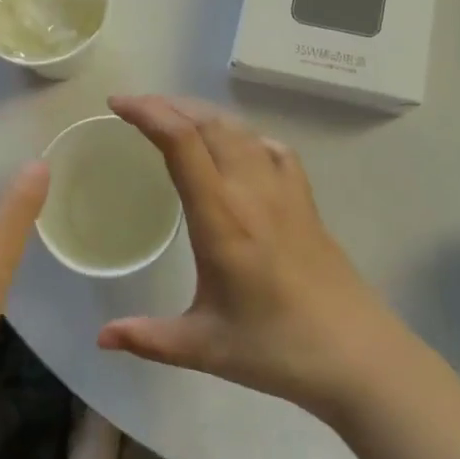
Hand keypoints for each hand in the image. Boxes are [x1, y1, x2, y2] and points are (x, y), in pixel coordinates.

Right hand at [96, 96, 397, 414]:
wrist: (357, 354)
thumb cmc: (278, 349)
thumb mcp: (205, 347)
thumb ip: (149, 338)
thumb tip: (102, 337)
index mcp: (222, 216)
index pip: (182, 142)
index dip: (148, 113)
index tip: (118, 104)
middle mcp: (252, 189)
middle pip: (209, 123)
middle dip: (169, 105)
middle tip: (136, 109)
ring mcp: (284, 190)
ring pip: (240, 129)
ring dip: (203, 114)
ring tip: (175, 119)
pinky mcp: (306, 200)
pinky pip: (271, 149)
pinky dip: (244, 136)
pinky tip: (236, 149)